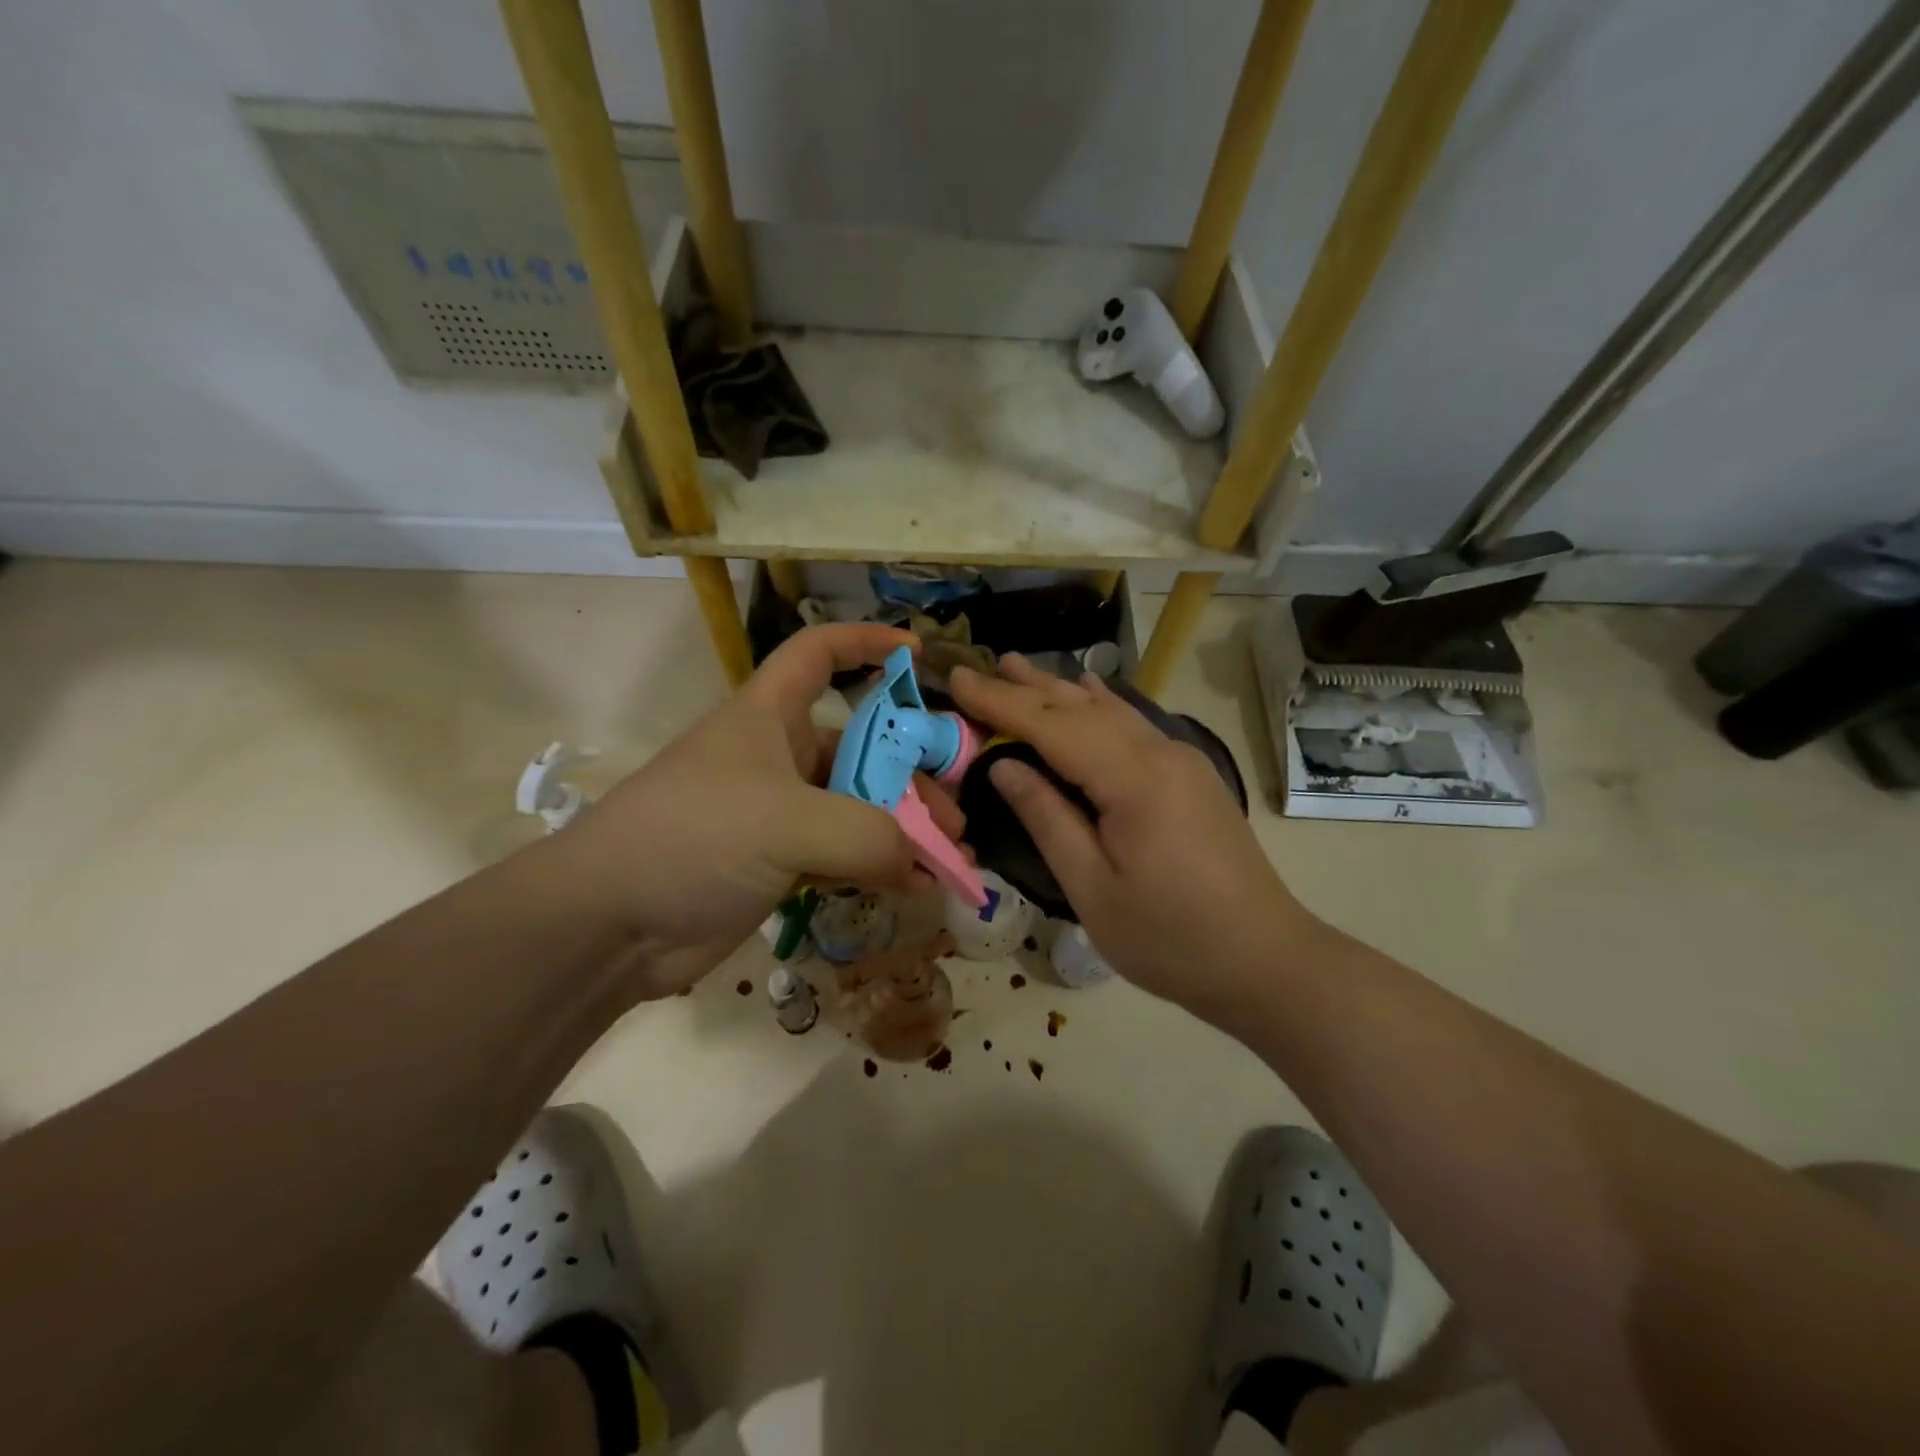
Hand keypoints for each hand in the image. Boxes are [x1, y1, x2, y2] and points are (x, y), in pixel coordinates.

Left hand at [556, 625, 962, 998]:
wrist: (607, 923)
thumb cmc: (694, 837)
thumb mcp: (789, 821)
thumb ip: (869, 835)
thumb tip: (920, 861)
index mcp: (769, 716)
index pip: (818, 653)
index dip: (866, 641)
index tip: (919, 654)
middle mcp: (777, 757)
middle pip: (860, 748)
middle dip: (913, 777)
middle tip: (955, 820)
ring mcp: (778, 814)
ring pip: (858, 808)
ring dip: (904, 832)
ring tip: (948, 861)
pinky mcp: (776, 864)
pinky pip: (843, 856)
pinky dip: (880, 868)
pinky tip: (916, 889)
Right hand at [948, 656, 1311, 1016]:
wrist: (1266, 960)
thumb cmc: (1171, 939)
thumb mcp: (1094, 890)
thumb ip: (1047, 820)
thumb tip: (1004, 766)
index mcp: (1134, 780)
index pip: (1052, 726)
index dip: (1001, 702)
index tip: (958, 679)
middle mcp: (1160, 754)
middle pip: (1081, 708)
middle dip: (1025, 687)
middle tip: (977, 667)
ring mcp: (1182, 761)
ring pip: (1110, 710)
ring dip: (1059, 689)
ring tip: (1018, 668)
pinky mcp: (1191, 775)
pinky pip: (1133, 725)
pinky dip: (1099, 705)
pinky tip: (1088, 690)